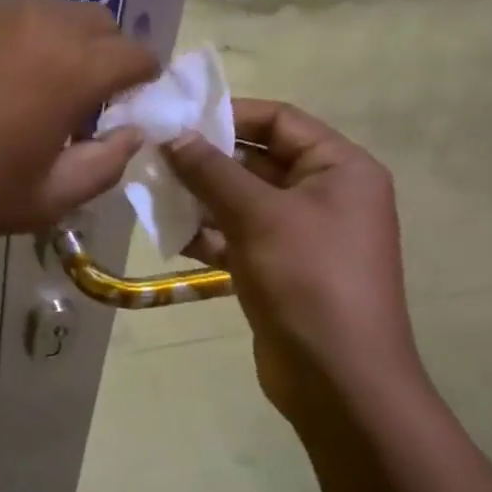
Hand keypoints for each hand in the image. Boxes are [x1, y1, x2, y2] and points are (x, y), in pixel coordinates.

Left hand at [0, 0, 158, 244]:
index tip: (126, 110)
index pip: (136, 54)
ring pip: (46, 15)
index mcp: (71, 66)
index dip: (142, 83)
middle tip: (79, 104)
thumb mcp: (42, 200)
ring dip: (56, 46)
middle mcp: (36, 21)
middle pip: (97, 23)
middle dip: (103, 57)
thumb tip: (129, 135)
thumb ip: (103, 165)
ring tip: (27, 94)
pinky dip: (10, 43)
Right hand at [164, 99, 422, 421]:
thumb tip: (173, 136)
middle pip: (257, 160)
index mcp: (340, 169)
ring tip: (151, 191)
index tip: (178, 117)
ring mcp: (301, 235)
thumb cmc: (308, 279)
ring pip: (242, 201)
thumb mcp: (258, 216)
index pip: (281, 120)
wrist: (338, 378)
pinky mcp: (278, 268)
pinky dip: (207, 233)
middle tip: (154, 155)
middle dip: (206, 159)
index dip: (230, 114)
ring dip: (200, 197)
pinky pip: (238, 236)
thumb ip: (212, 172)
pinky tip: (169, 233)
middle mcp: (324, 195)